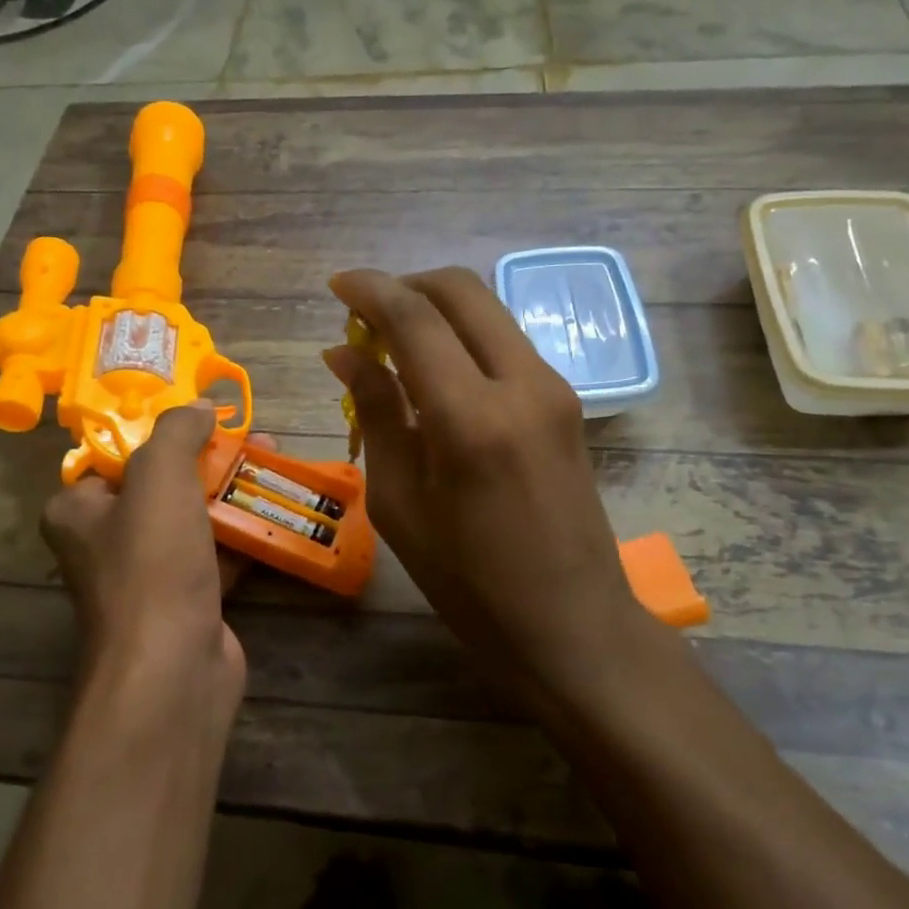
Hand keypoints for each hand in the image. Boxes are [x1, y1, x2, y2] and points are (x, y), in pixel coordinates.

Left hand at [39, 404, 246, 735]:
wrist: (173, 669)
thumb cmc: (152, 564)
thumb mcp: (159, 478)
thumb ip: (177, 431)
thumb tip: (200, 407)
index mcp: (79, 510)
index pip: (117, 456)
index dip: (162, 431)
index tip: (205, 416)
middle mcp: (106, 542)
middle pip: (163, 484)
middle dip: (211, 458)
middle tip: (253, 437)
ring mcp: (148, 577)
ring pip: (194, 519)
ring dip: (232, 493)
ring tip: (274, 463)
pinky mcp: (187, 602)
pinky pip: (216, 555)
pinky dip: (243, 534)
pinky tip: (275, 510)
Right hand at [324, 268, 652, 709]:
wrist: (572, 624)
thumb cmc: (469, 581)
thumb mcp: (400, 503)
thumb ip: (376, 413)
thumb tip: (343, 353)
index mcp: (471, 417)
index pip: (414, 317)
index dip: (369, 290)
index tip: (336, 284)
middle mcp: (521, 383)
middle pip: (461, 290)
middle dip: (407, 285)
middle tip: (365, 313)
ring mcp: (553, 388)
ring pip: (488, 311)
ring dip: (437, 310)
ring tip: (393, 345)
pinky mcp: (565, 401)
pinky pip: (505, 343)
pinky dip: (463, 338)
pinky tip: (434, 374)